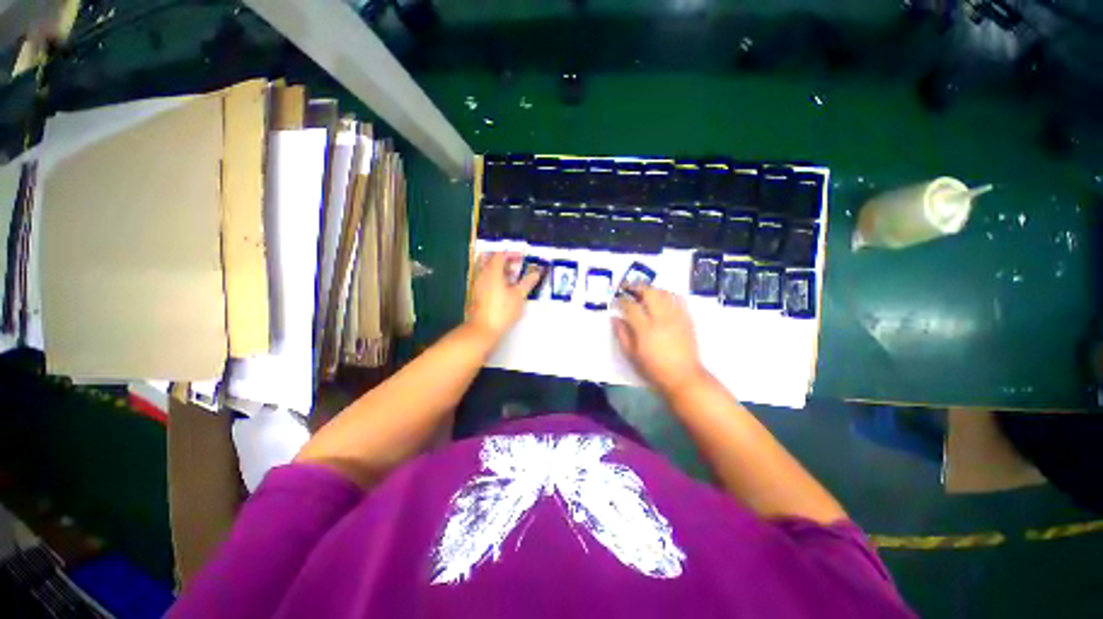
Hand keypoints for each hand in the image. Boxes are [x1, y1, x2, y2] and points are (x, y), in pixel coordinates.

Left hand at [465, 252, 542, 342]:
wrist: (483, 329)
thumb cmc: (501, 311)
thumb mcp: (518, 296)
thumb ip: (527, 282)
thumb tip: (536, 273)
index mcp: (493, 272)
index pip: (500, 255)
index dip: (511, 254)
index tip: (521, 258)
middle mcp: (483, 275)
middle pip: (492, 261)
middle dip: (506, 262)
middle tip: (517, 267)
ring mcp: (478, 285)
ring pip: (489, 271)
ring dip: (501, 271)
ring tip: (513, 279)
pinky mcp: (477, 294)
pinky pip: (487, 280)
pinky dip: (496, 279)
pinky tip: (505, 290)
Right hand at [613, 286, 708, 396]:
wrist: (683, 377)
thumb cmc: (654, 369)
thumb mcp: (632, 355)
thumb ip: (622, 334)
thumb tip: (615, 318)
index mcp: (645, 329)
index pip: (631, 306)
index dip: (622, 299)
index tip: (617, 299)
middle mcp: (661, 318)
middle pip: (649, 292)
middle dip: (637, 287)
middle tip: (629, 288)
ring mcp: (676, 317)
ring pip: (664, 293)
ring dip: (652, 289)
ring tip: (644, 292)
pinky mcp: (687, 319)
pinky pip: (679, 299)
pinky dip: (669, 295)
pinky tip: (663, 299)